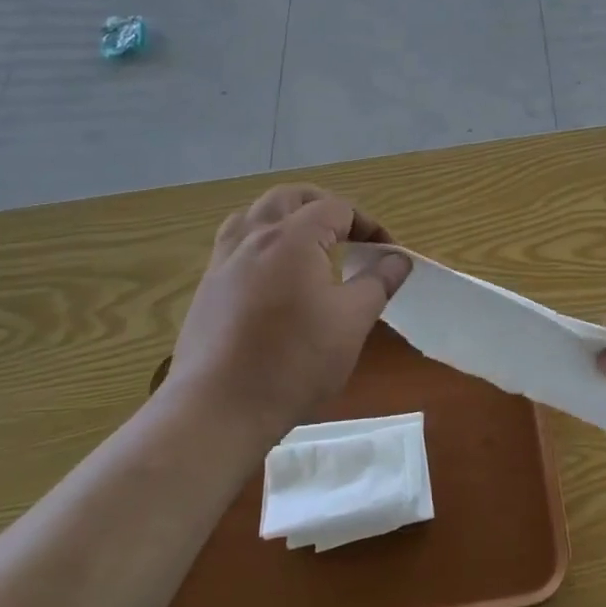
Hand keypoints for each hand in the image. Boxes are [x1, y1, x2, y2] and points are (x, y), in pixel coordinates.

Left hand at [168, 185, 410, 437]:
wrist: (218, 409)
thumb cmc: (294, 362)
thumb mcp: (352, 322)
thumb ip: (378, 282)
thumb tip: (398, 259)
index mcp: (293, 237)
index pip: (337, 209)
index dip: (369, 225)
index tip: (387, 253)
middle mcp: (254, 237)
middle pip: (291, 197)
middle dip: (325, 206)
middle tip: (350, 234)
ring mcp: (224, 261)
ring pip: (255, 214)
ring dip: (287, 216)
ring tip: (308, 242)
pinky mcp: (207, 287)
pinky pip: (236, 242)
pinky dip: (261, 240)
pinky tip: (273, 274)